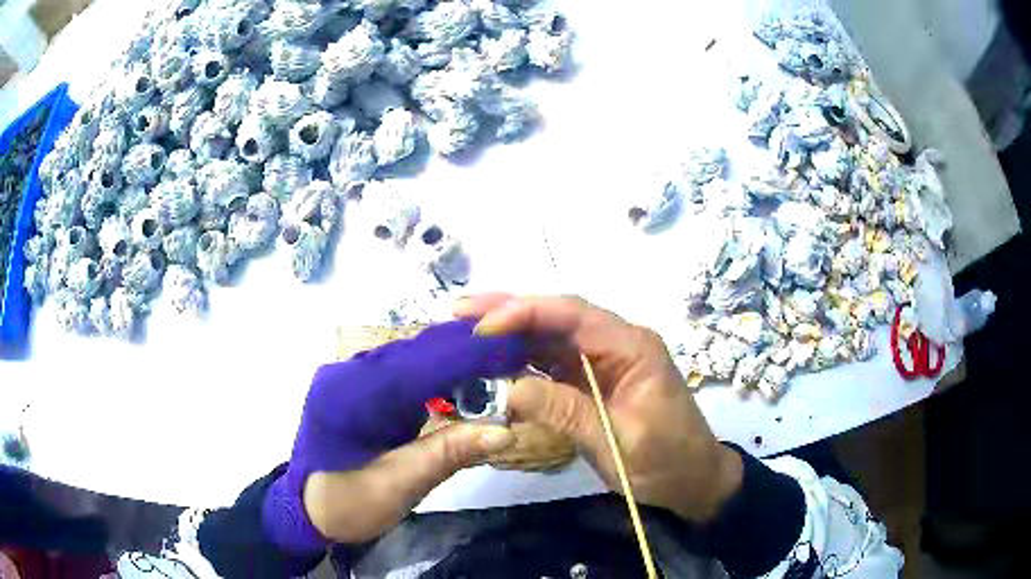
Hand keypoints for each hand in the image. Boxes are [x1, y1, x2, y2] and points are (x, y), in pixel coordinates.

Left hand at [264, 320, 529, 551]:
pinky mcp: (361, 386)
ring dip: (457, 360)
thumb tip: (506, 430)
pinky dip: (440, 374)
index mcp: (349, 396)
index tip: (517, 351)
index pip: (417, 365)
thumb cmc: (343, 503)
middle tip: (520, 356)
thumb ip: (447, 454)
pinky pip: (406, 370)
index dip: (468, 355)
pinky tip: (467, 381)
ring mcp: (353, 376)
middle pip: (417, 351)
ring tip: (503, 364)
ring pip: (414, 356)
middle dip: (469, 352)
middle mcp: (349, 372)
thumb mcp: (395, 487)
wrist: (304, 508)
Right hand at [455, 295, 742, 522]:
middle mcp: (616, 344)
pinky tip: (492, 362)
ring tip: (465, 331)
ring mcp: (603, 362)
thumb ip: (566, 411)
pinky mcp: (593, 382)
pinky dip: (521, 361)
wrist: (692, 481)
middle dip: (508, 311)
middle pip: (558, 317)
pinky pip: (553, 364)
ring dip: (510, 334)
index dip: (525, 312)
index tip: (482, 324)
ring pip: (551, 338)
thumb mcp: (617, 440)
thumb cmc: (665, 461)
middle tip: (460, 311)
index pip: (574, 315)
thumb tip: (509, 388)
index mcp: (632, 347)